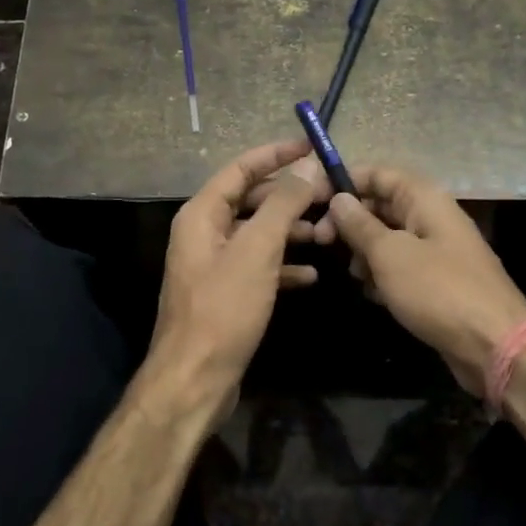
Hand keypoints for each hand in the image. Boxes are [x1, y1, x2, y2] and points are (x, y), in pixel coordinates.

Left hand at [143, 141, 330, 425]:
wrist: (195, 378)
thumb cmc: (224, 308)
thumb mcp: (257, 250)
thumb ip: (282, 204)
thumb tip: (307, 166)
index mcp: (202, 214)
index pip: (240, 168)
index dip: (275, 154)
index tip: (310, 147)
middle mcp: (204, 233)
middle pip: (251, 200)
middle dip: (289, 197)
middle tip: (329, 196)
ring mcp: (214, 265)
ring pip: (258, 234)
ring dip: (290, 231)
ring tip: (327, 234)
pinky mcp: (226, 293)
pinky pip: (258, 266)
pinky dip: (283, 266)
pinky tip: (311, 275)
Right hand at [326, 168, 525, 398]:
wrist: (494, 345)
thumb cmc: (438, 290)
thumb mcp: (390, 255)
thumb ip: (360, 225)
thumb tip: (339, 198)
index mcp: (425, 199)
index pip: (379, 173)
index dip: (345, 181)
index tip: (312, 199)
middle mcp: (432, 217)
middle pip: (381, 205)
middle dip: (350, 221)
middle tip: (320, 241)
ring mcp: (437, 250)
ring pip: (388, 238)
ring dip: (365, 252)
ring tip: (353, 274)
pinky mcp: (437, 281)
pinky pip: (401, 266)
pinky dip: (383, 275)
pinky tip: (373, 294)